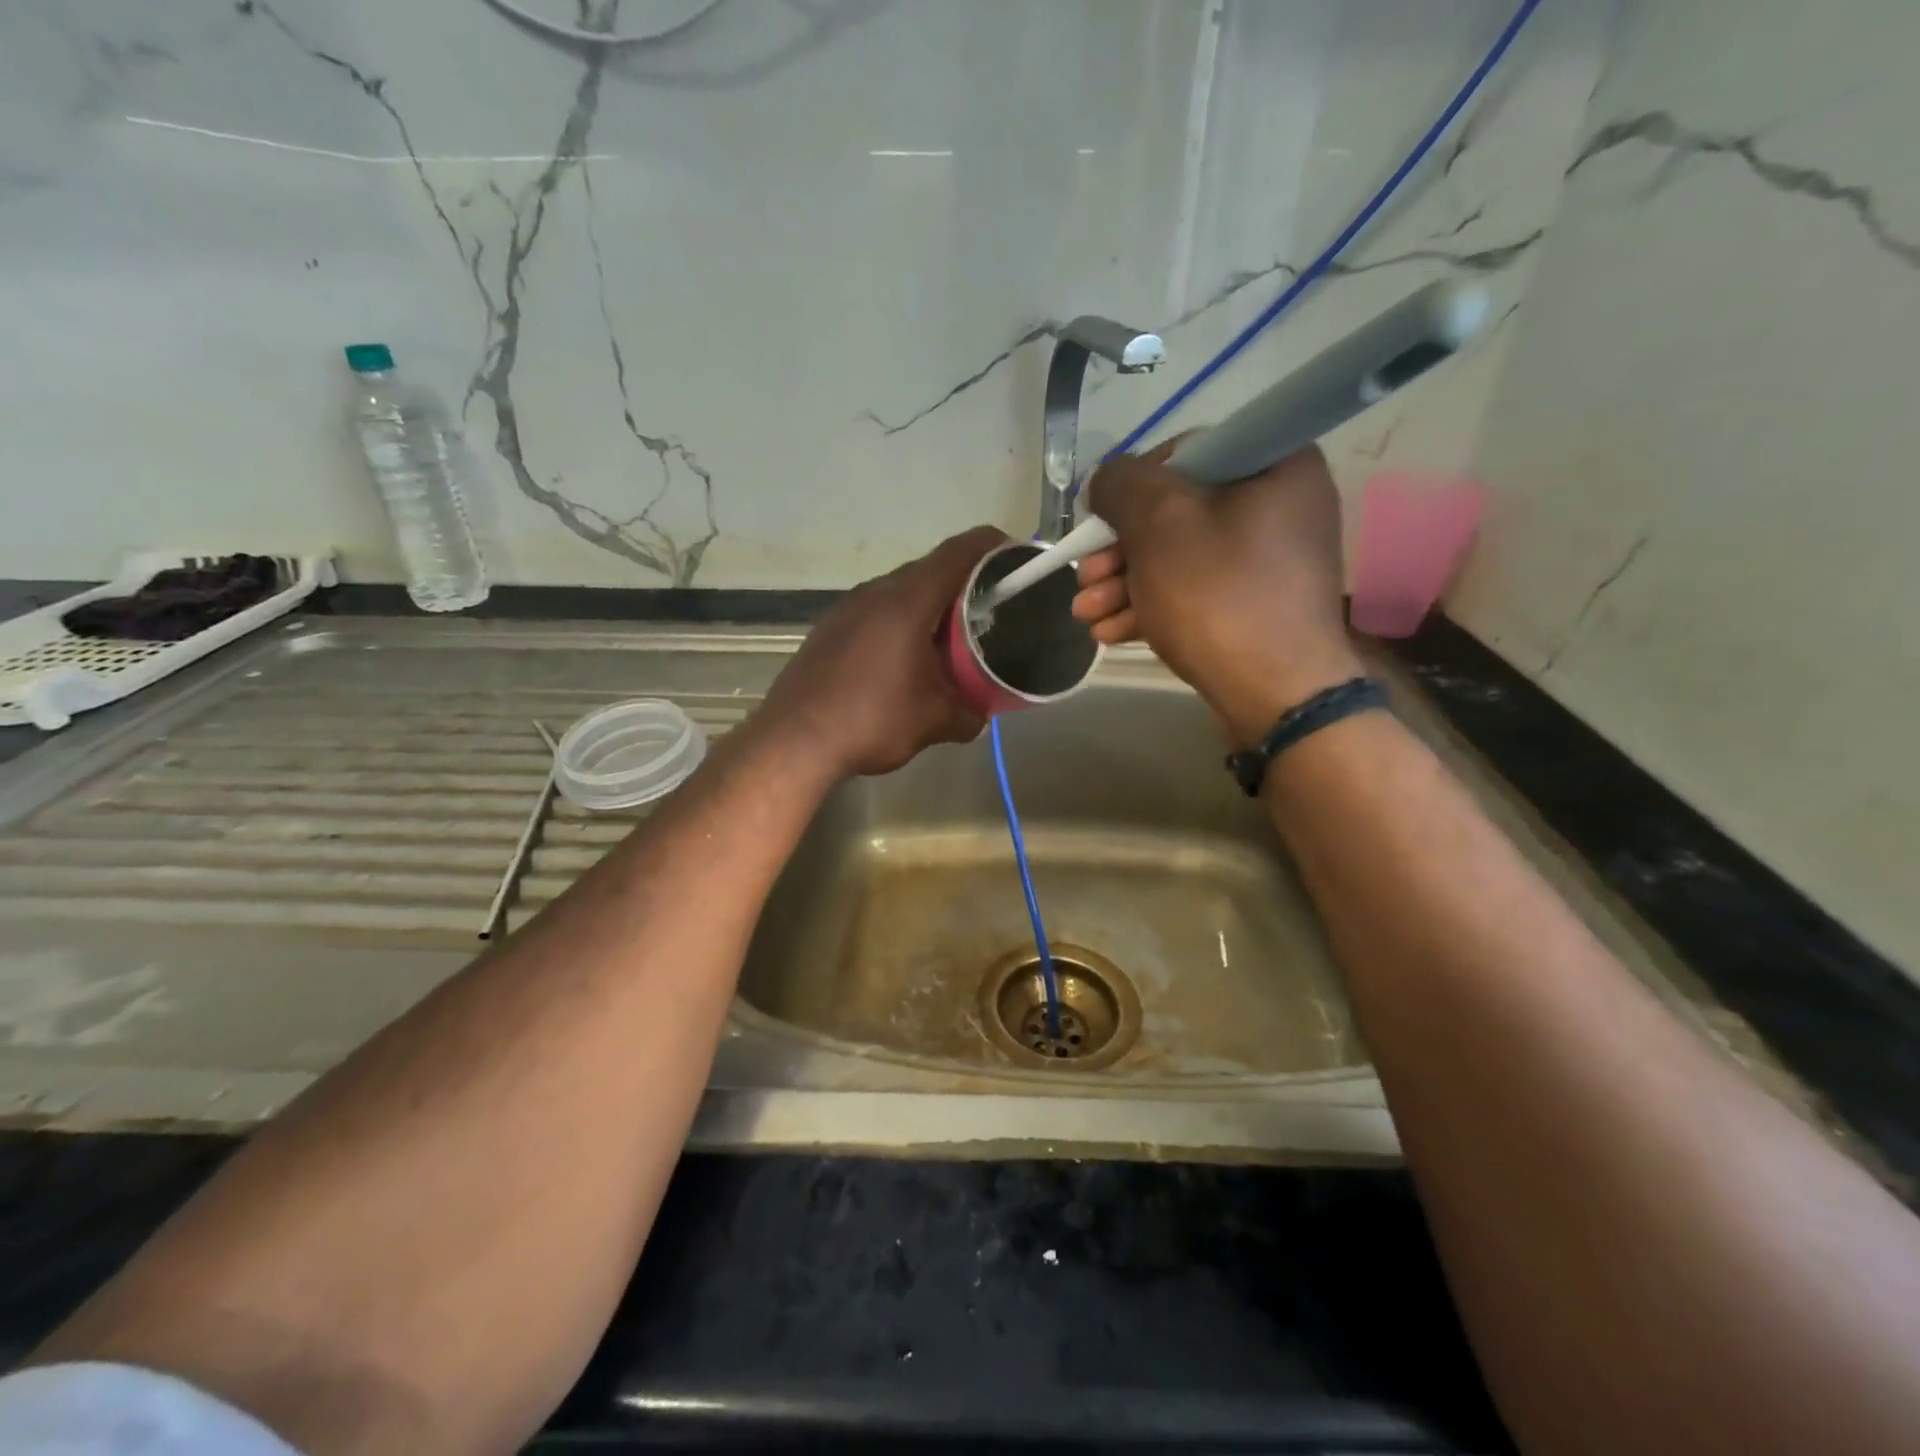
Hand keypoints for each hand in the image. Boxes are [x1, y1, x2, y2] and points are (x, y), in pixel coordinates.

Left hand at [756, 525, 1007, 779]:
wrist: (795, 741)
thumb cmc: (872, 720)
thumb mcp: (935, 722)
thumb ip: (970, 712)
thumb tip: (981, 712)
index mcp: (908, 601)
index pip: (959, 552)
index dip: (992, 547)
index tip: (1016, 558)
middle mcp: (876, 592)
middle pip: (930, 569)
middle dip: (965, 582)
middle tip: (990, 609)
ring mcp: (847, 608)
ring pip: (900, 591)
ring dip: (929, 605)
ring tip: (949, 635)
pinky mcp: (829, 628)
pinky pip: (876, 611)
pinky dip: (900, 621)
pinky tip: (904, 656)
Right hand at [1071, 444, 1361, 743]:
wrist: (1277, 695)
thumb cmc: (1219, 596)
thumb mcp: (1158, 524)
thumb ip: (1122, 485)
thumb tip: (1107, 481)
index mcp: (1276, 464)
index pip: (1188, 453)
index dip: (1135, 486)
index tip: (1102, 521)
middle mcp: (1280, 505)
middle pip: (1178, 513)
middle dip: (1118, 551)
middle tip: (1084, 578)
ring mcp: (1270, 562)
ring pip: (1180, 558)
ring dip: (1123, 584)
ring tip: (1085, 615)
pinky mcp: (1256, 607)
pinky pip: (1196, 591)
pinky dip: (1152, 606)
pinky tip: (1109, 632)